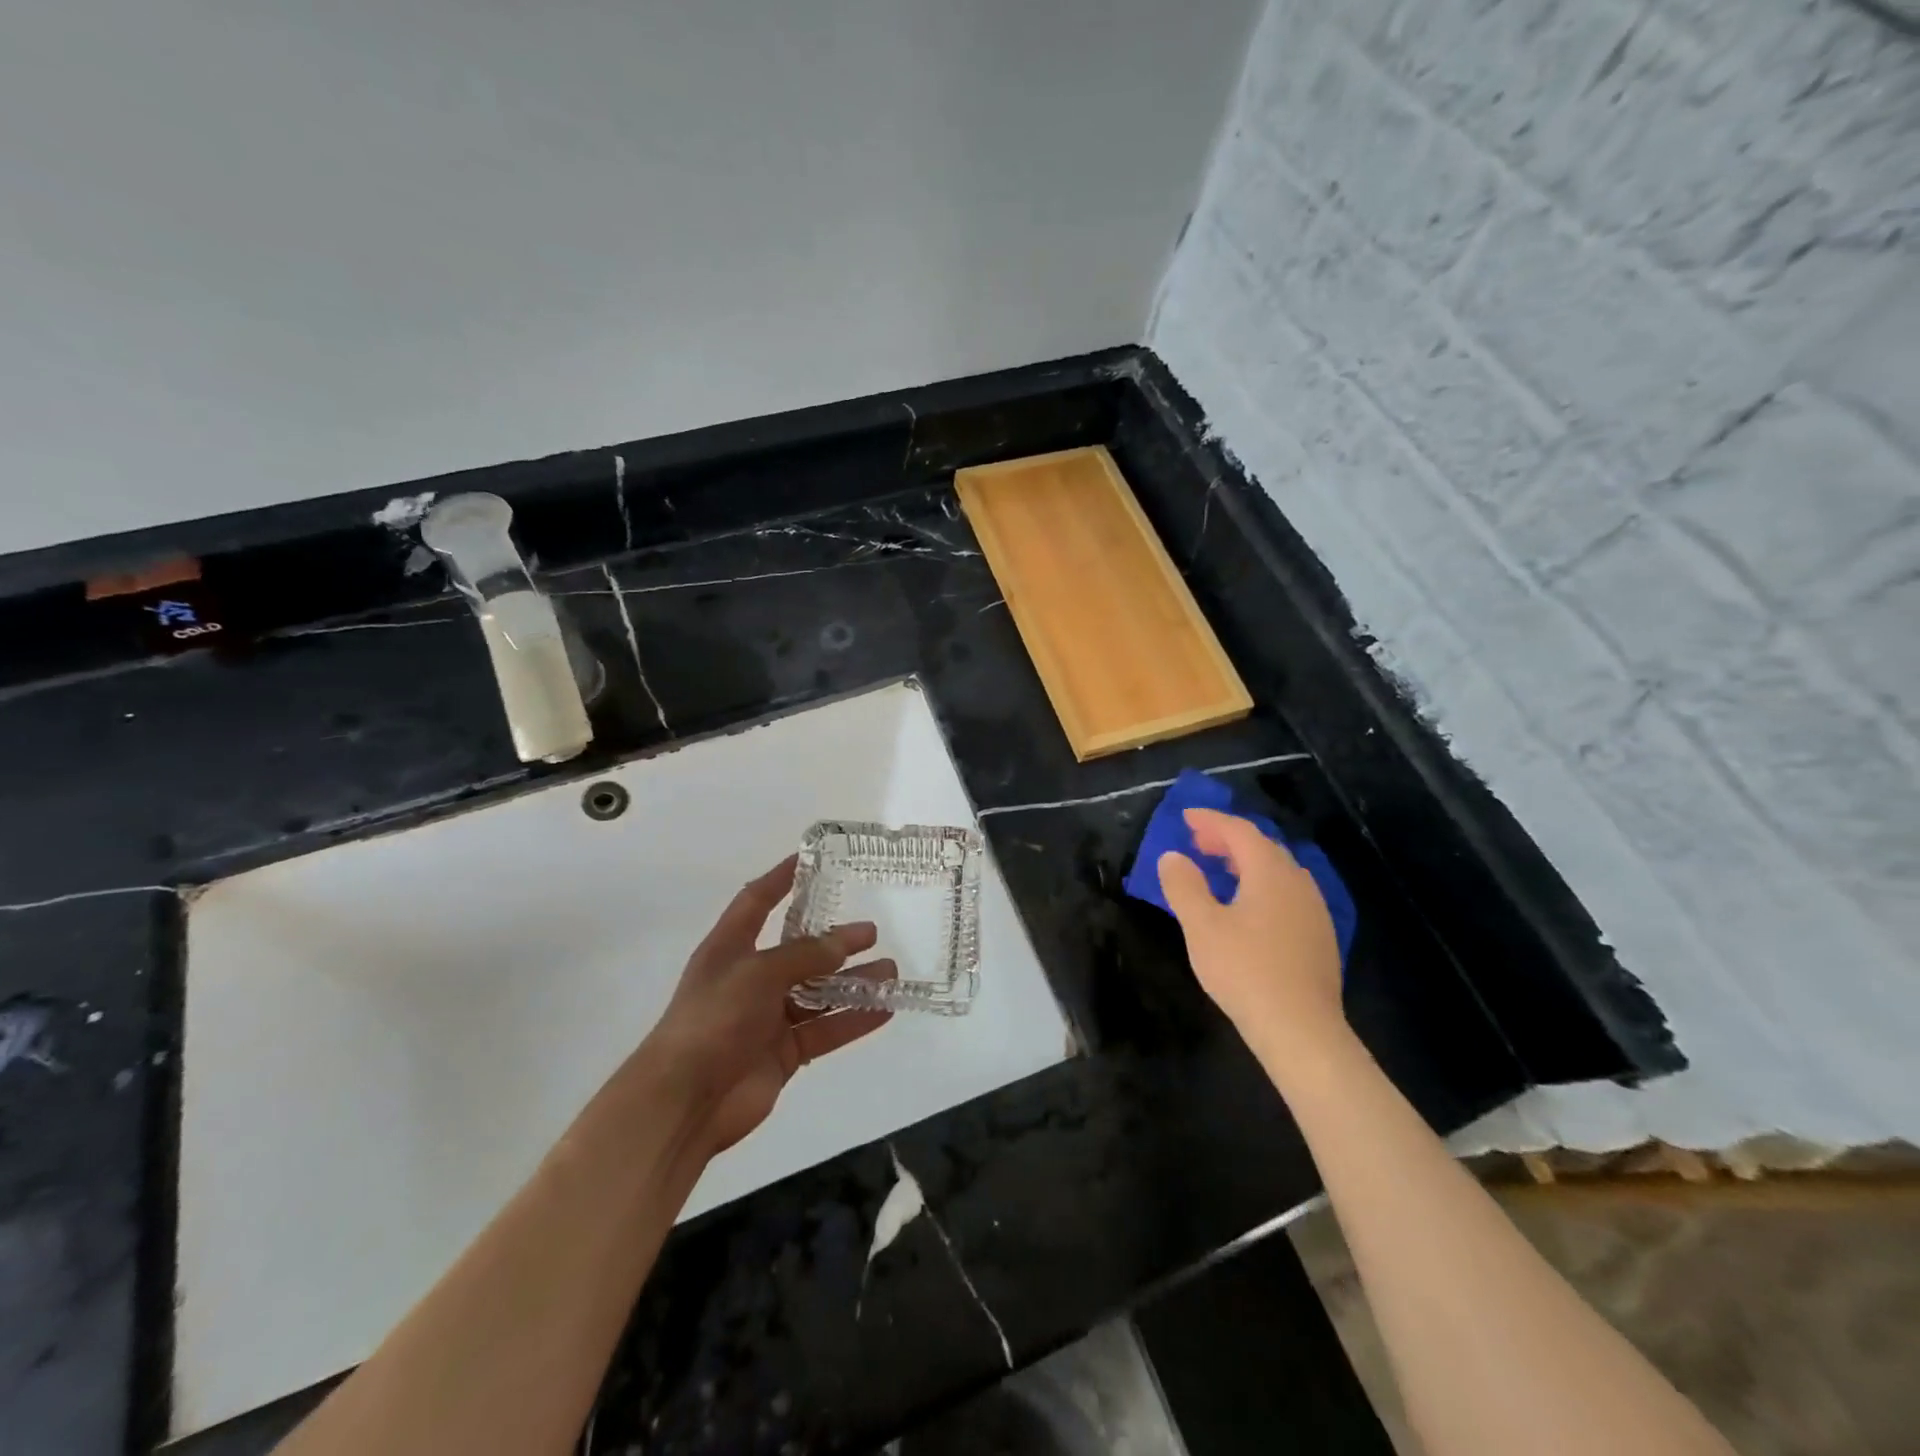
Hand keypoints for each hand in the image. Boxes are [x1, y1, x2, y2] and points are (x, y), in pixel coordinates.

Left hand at [643, 856, 894, 1156]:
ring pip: (818, 992)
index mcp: (730, 948)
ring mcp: (767, 1018)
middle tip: (873, 931)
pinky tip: (885, 1010)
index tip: (811, 859)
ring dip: (853, 982)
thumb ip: (805, 955)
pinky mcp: (783, 1053)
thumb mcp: (758, 973)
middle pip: (799, 951)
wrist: (684, 1102)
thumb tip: (845, 940)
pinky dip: (854, 1019)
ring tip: (891, 971)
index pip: (756, 901)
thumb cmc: (713, 1020)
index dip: (781, 879)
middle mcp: (750, 978)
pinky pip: (825, 1029)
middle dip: (835, 940)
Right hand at [1157, 808, 1344, 1059]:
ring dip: (1246, 862)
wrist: (1301, 1029)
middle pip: (1262, 846)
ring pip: (1278, 870)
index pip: (1239, 831)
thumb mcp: (1202, 926)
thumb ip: (1184, 886)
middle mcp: (1298, 882)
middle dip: (1228, 839)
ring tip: (1219, 870)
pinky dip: (1261, 884)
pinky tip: (1248, 907)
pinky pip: (1287, 892)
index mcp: (1270, 873)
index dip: (1211, 820)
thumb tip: (1173, 856)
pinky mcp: (1319, 935)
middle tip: (1197, 842)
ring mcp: (1314, 909)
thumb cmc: (1245, 971)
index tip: (1185, 817)